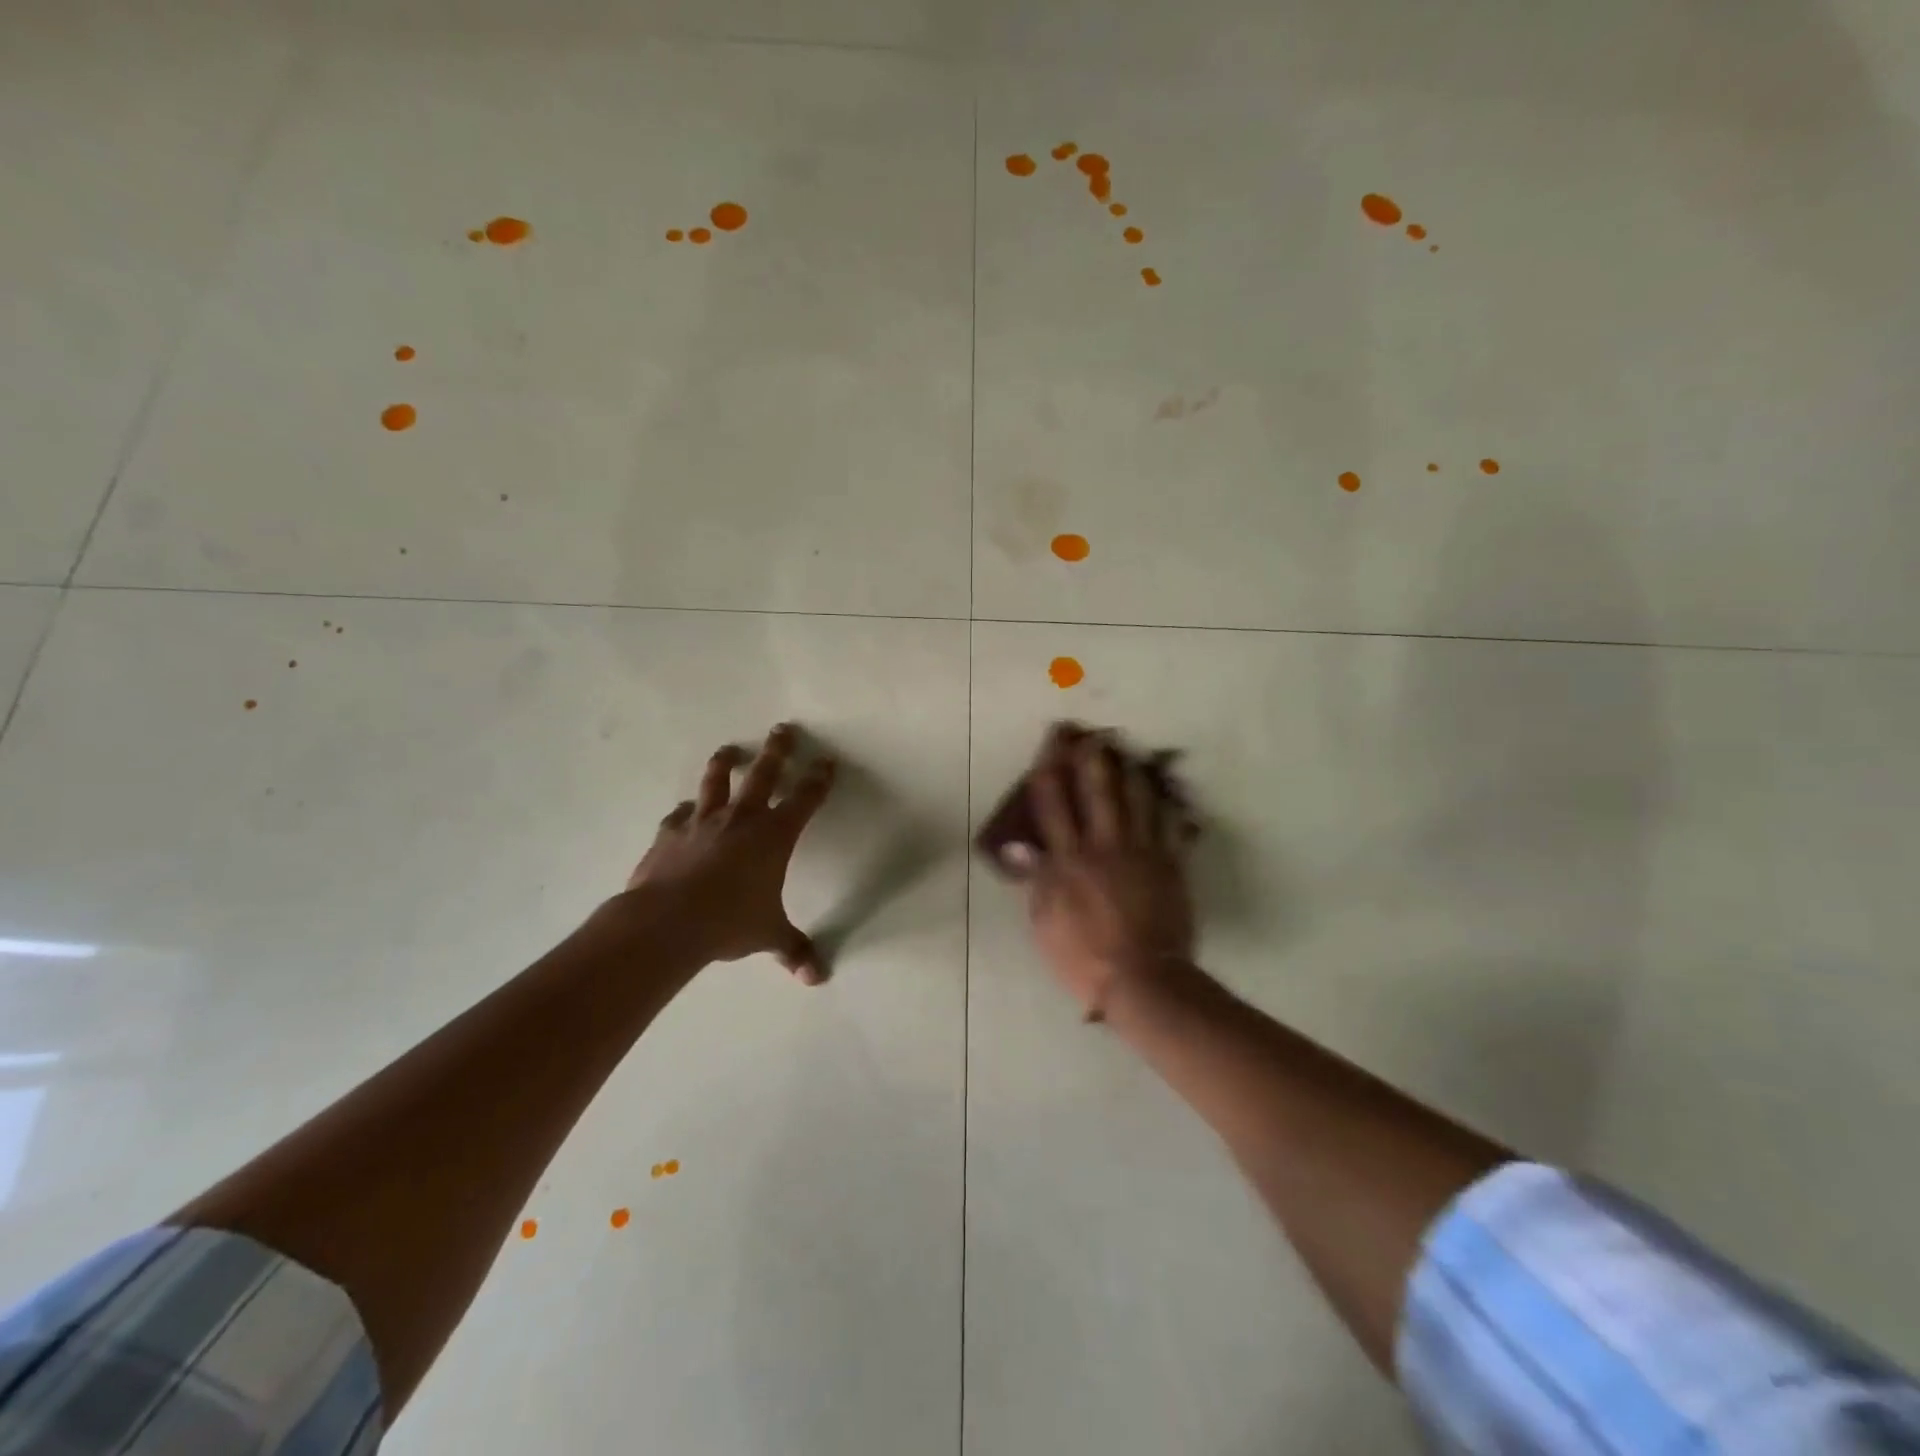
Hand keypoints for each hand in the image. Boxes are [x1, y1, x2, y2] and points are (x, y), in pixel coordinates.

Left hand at [622, 723, 836, 983]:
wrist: (668, 921)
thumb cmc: (730, 922)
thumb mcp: (768, 935)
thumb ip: (793, 950)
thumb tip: (816, 978)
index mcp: (774, 836)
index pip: (805, 798)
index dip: (818, 779)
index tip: (826, 761)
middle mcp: (741, 819)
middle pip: (763, 773)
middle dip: (777, 750)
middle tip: (784, 728)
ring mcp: (702, 822)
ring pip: (716, 782)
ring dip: (725, 764)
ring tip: (730, 750)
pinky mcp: (670, 835)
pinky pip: (679, 816)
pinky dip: (685, 812)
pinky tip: (684, 811)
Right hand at [1025, 725, 1195, 1018]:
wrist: (1142, 979)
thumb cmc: (1083, 956)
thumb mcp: (1045, 922)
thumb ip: (1036, 880)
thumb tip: (1019, 847)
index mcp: (1069, 859)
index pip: (1054, 805)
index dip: (1050, 773)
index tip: (1049, 750)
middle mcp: (1104, 845)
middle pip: (1098, 792)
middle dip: (1093, 761)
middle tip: (1094, 737)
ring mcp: (1141, 852)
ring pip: (1137, 801)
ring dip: (1132, 775)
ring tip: (1130, 756)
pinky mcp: (1170, 865)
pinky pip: (1170, 827)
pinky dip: (1168, 808)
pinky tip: (1167, 796)